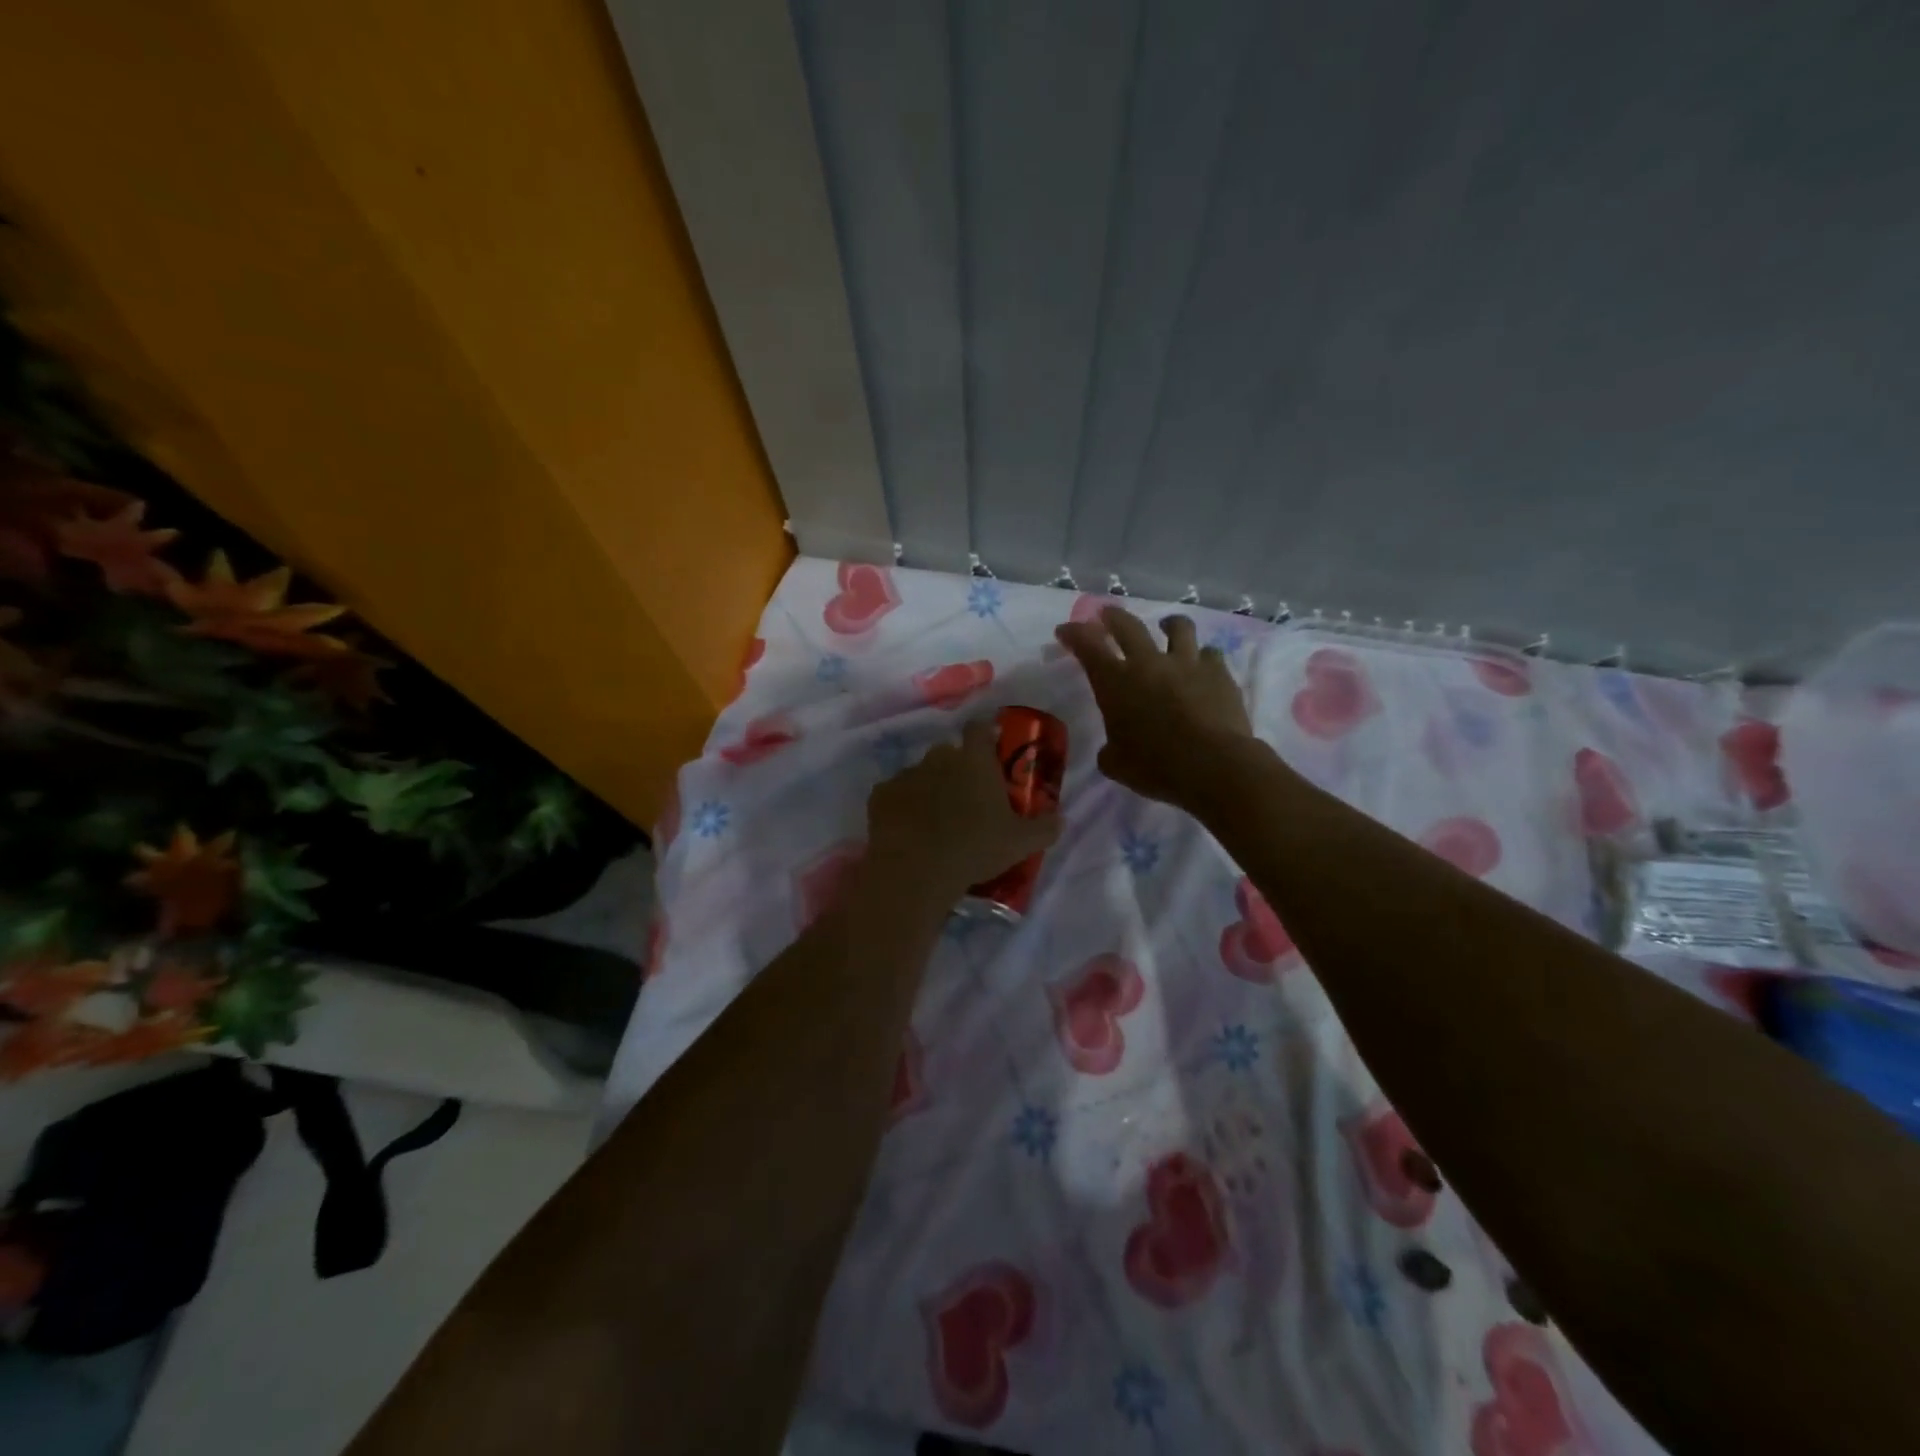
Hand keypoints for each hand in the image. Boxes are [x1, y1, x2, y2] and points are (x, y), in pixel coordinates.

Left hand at [866, 719, 1061, 904]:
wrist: (916, 870)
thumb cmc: (974, 849)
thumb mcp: (1020, 843)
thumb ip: (1045, 827)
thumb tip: (1061, 818)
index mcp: (974, 760)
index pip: (979, 728)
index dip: (984, 735)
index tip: (989, 750)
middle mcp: (938, 757)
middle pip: (948, 753)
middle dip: (956, 769)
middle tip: (965, 799)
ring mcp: (906, 774)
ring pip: (920, 774)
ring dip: (928, 789)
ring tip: (934, 822)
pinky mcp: (880, 795)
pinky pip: (895, 795)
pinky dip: (901, 807)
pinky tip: (908, 832)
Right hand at [1055, 607, 1253, 807]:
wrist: (1214, 766)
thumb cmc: (1155, 767)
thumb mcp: (1116, 764)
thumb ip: (1110, 749)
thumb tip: (1114, 748)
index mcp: (1115, 682)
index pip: (1087, 646)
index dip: (1074, 634)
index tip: (1065, 630)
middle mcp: (1148, 663)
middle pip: (1127, 625)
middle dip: (1113, 617)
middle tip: (1106, 615)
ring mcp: (1187, 663)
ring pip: (1178, 627)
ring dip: (1169, 624)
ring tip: (1168, 627)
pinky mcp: (1219, 673)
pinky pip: (1210, 654)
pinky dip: (1203, 658)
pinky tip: (1203, 668)